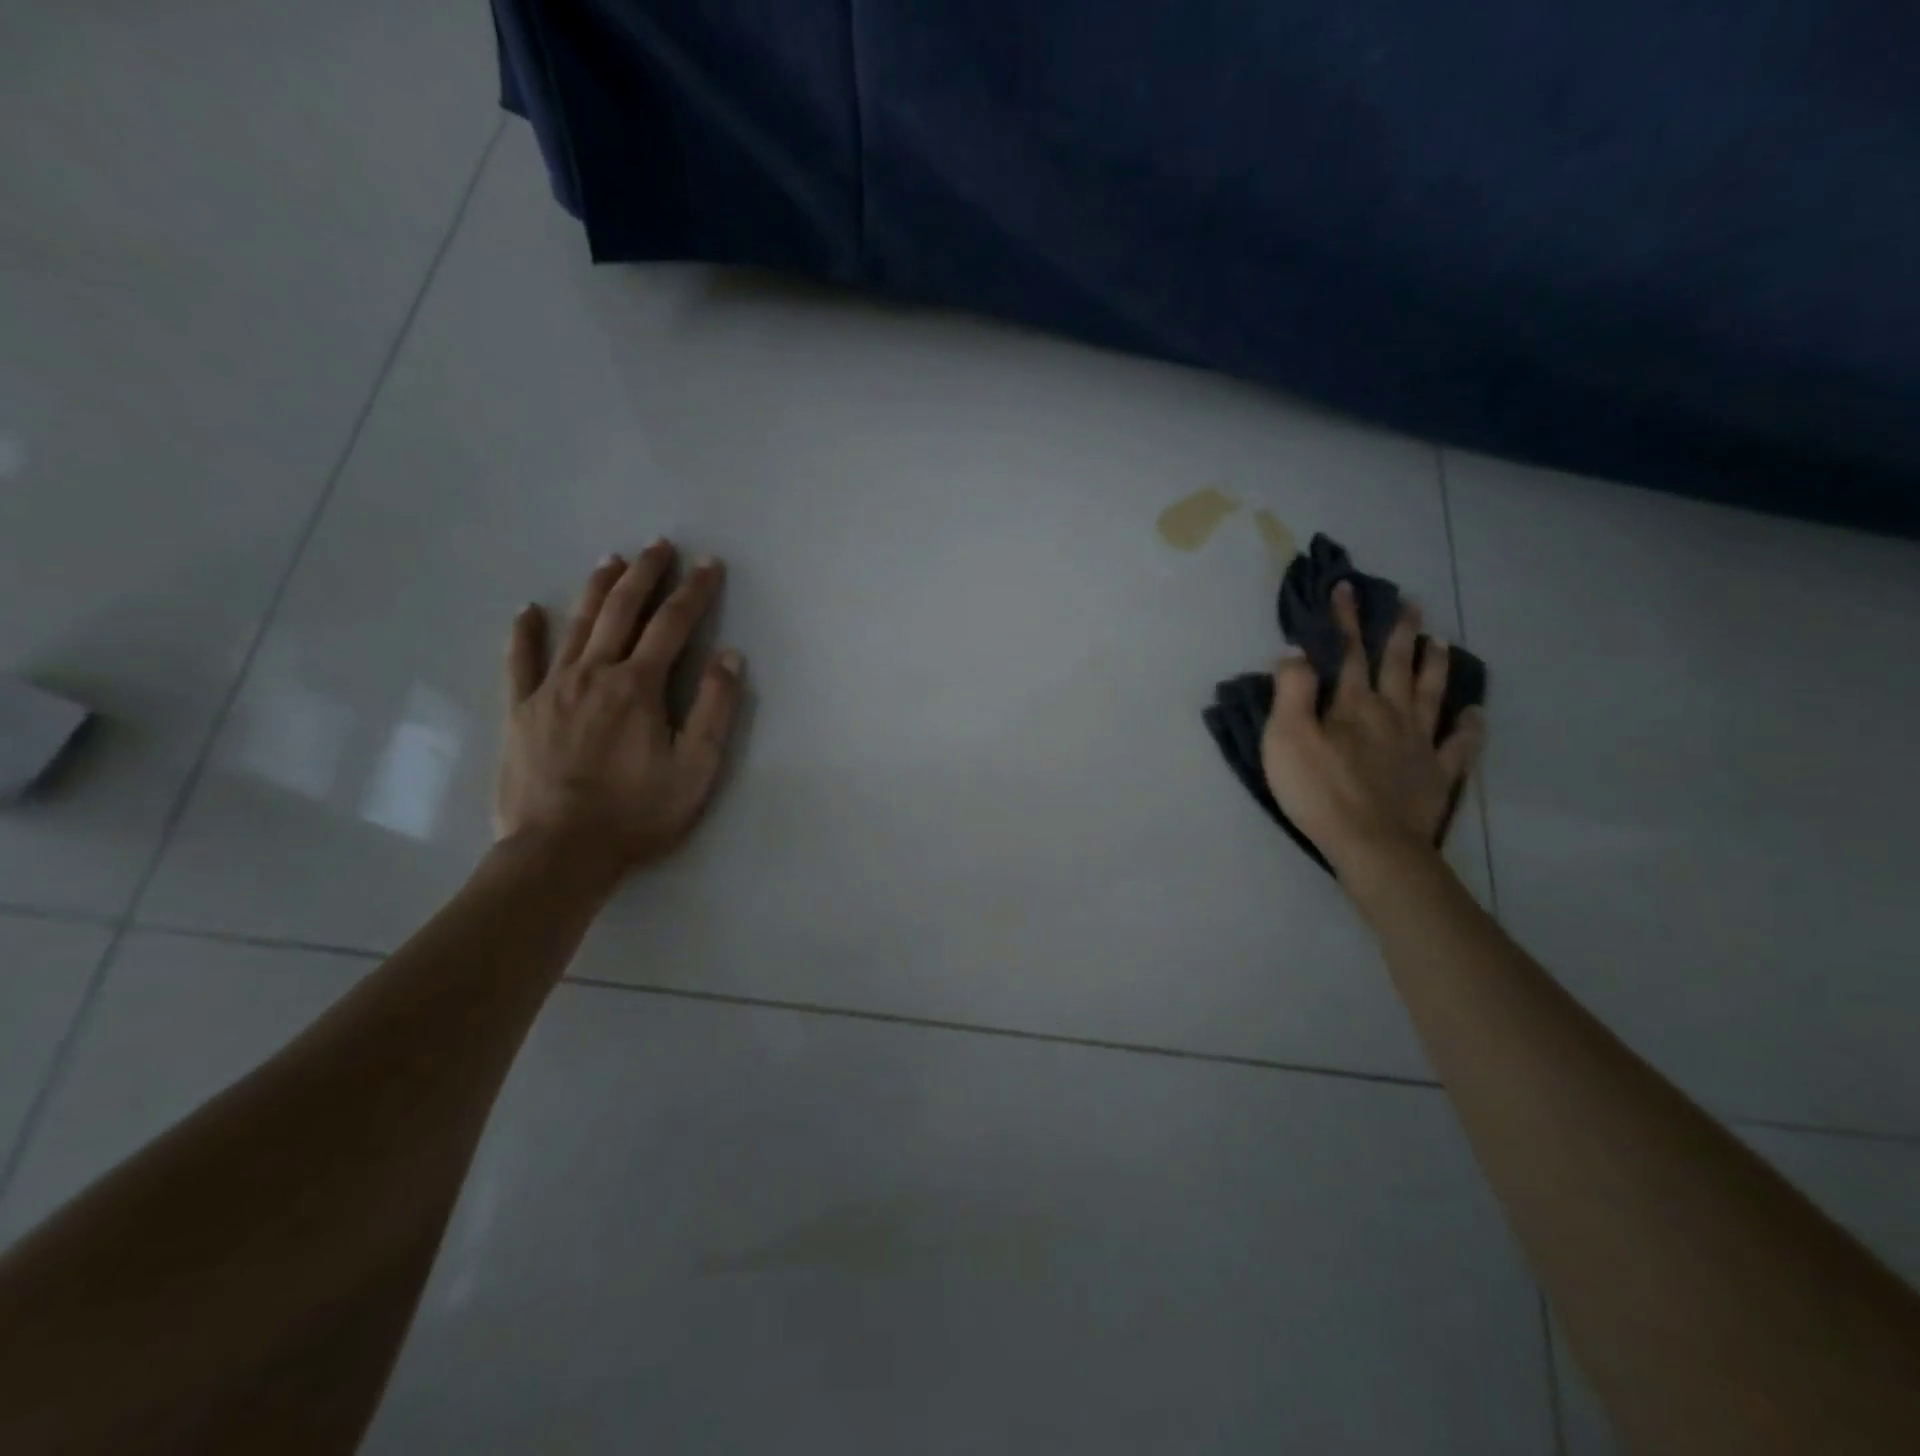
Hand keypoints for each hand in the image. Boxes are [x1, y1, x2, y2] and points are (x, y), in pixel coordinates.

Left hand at [495, 540, 743, 880]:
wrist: (560, 852)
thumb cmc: (637, 813)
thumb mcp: (696, 767)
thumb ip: (714, 708)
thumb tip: (729, 655)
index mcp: (639, 686)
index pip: (673, 625)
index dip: (694, 591)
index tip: (709, 564)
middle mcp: (594, 673)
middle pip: (622, 611)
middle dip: (645, 574)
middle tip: (659, 545)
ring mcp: (551, 689)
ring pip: (576, 625)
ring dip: (596, 589)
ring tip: (611, 560)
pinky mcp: (520, 711)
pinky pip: (520, 661)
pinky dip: (524, 633)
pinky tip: (528, 610)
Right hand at [1260, 583, 1482, 873]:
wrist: (1372, 844)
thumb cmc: (1320, 790)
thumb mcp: (1286, 737)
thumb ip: (1291, 692)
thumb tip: (1296, 653)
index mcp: (1353, 704)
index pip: (1349, 652)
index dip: (1346, 620)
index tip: (1347, 589)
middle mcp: (1391, 714)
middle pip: (1397, 665)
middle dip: (1400, 632)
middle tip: (1411, 604)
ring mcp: (1419, 744)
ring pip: (1430, 695)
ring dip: (1434, 666)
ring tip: (1440, 642)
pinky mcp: (1436, 775)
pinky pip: (1458, 745)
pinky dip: (1469, 727)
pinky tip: (1476, 713)